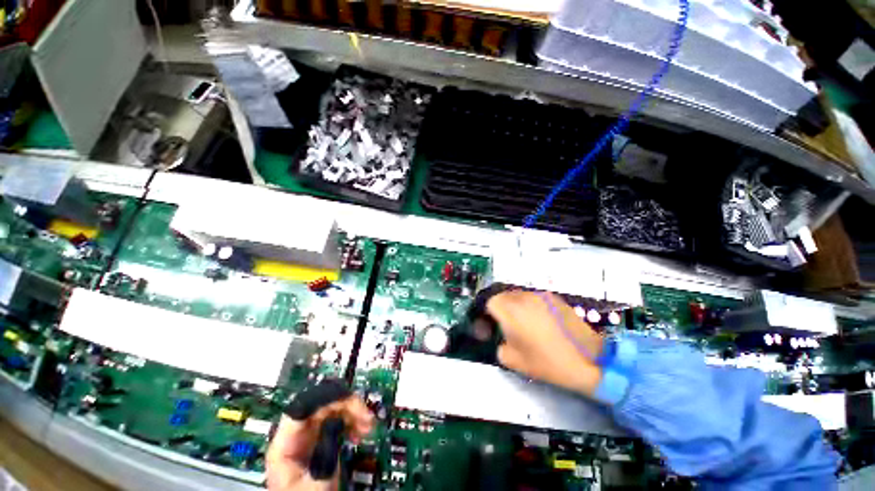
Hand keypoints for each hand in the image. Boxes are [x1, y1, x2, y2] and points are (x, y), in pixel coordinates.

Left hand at [266, 397, 373, 490]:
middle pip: (323, 404)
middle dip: (348, 405)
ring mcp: (308, 437)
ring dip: (353, 412)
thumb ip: (322, 458)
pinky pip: (337, 421)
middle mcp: (296, 435)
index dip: (328, 398)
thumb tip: (335, 428)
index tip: (352, 402)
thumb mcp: (313, 488)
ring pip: (333, 409)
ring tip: (368, 427)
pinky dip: (351, 422)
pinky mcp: (320, 441)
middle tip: (367, 418)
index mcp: (285, 445)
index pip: (304, 406)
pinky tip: (360, 434)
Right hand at [487, 290, 604, 397]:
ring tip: (524, 323)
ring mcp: (540, 296)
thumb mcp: (513, 361)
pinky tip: (540, 321)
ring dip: (515, 306)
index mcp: (510, 311)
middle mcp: (523, 298)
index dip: (488, 314)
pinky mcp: (554, 298)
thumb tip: (499, 337)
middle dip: (500, 309)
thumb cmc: (547, 362)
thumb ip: (498, 345)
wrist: (588, 360)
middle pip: (502, 296)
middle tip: (506, 325)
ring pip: (518, 295)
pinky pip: (534, 298)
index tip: (491, 325)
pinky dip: (530, 306)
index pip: (490, 302)